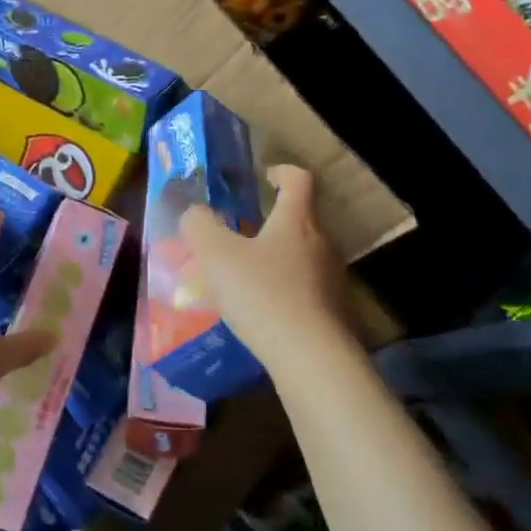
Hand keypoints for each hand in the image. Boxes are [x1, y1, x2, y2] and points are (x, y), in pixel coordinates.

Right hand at [180, 165, 350, 360]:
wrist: (312, 360)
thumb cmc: (263, 295)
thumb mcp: (216, 256)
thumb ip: (200, 226)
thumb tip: (195, 213)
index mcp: (296, 221)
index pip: (298, 180)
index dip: (281, 171)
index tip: (264, 176)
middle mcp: (322, 244)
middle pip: (300, 220)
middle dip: (270, 223)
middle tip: (240, 235)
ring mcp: (332, 280)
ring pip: (302, 257)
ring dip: (276, 259)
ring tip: (245, 278)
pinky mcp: (335, 313)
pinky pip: (306, 291)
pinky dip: (284, 291)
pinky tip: (262, 312)